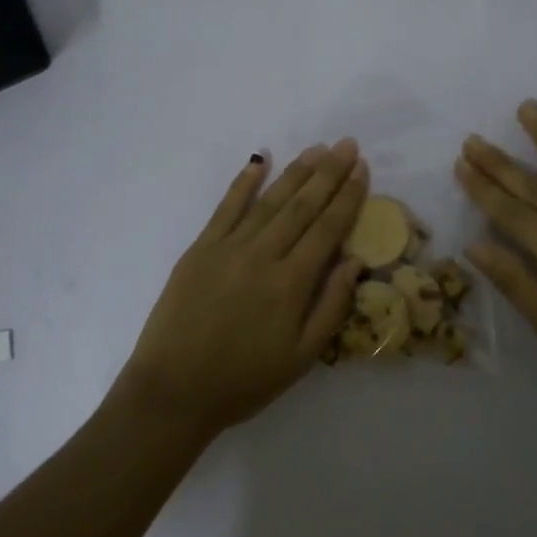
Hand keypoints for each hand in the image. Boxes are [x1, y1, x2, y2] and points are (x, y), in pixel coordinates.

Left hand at [114, 140, 368, 439]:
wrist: (173, 391)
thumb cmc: (243, 382)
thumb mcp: (301, 358)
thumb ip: (331, 306)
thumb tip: (354, 261)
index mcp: (291, 283)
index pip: (327, 228)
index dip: (347, 197)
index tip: (362, 169)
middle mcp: (262, 255)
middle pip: (302, 206)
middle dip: (328, 173)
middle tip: (347, 145)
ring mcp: (228, 247)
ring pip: (269, 200)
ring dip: (295, 172)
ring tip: (316, 149)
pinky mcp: (200, 248)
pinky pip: (226, 207)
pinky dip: (244, 182)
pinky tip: (259, 161)